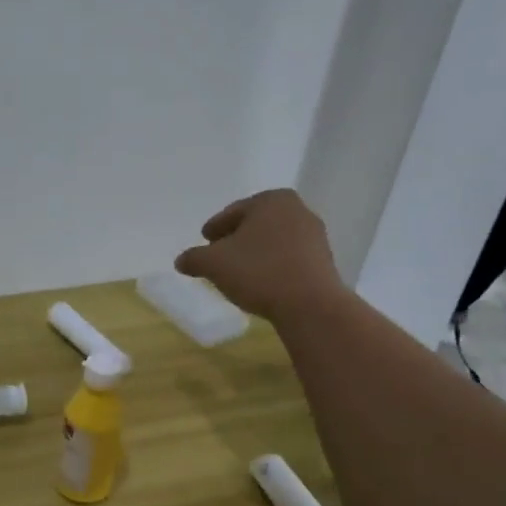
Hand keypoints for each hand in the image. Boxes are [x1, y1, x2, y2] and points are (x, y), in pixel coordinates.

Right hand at [174, 189, 343, 321]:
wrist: (309, 305)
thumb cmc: (258, 272)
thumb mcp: (213, 264)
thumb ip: (194, 258)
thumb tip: (181, 260)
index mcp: (271, 200)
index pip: (232, 212)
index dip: (215, 227)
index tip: (205, 240)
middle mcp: (297, 210)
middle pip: (255, 224)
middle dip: (236, 238)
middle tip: (218, 255)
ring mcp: (314, 236)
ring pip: (272, 241)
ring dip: (254, 253)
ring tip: (238, 272)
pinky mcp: (323, 261)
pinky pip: (288, 258)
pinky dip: (272, 265)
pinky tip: (260, 282)